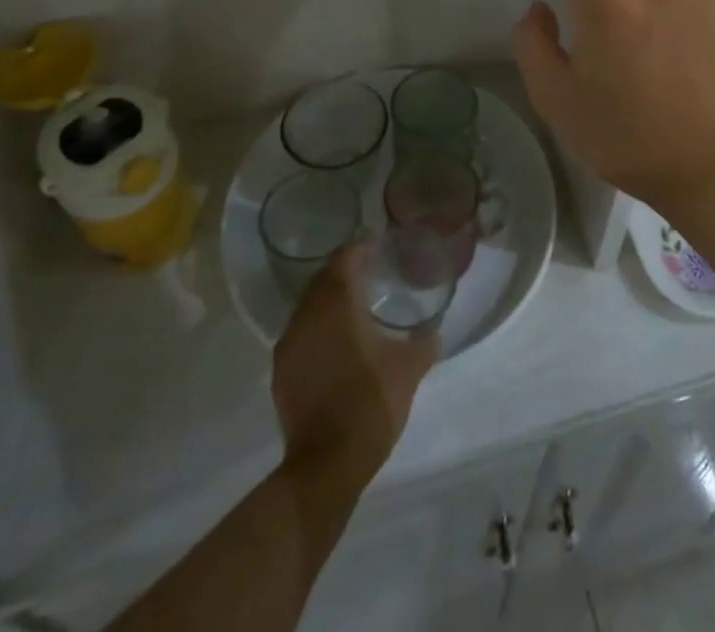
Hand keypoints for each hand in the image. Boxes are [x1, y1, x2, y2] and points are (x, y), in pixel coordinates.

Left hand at [272, 246, 437, 487]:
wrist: (326, 465)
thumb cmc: (370, 403)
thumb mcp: (409, 369)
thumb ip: (424, 342)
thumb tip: (433, 330)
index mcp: (337, 304)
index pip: (344, 259)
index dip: (360, 249)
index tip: (378, 250)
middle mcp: (308, 315)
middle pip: (323, 279)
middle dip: (343, 272)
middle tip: (369, 275)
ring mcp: (290, 344)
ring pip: (309, 306)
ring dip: (328, 300)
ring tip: (354, 308)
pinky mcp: (281, 371)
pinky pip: (301, 333)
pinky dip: (317, 328)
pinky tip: (336, 343)